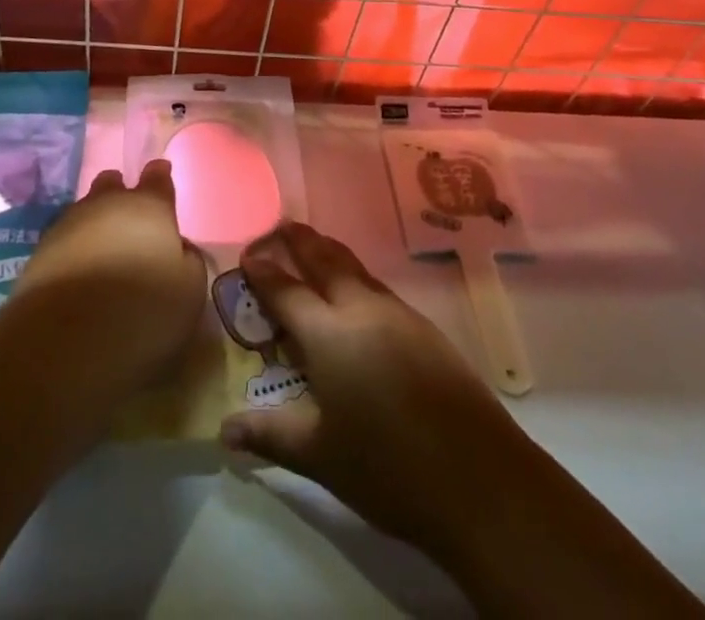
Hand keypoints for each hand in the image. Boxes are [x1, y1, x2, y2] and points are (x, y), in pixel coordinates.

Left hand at [8, 159, 206, 397]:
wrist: (63, 342)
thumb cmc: (141, 310)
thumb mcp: (189, 292)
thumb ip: (188, 261)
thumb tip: (178, 249)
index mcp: (149, 207)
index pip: (158, 177)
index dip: (160, 176)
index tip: (161, 173)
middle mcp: (107, 204)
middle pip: (114, 184)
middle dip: (121, 192)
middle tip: (130, 216)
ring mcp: (68, 224)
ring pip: (86, 210)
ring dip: (95, 223)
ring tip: (104, 248)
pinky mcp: (39, 253)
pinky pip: (64, 240)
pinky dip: (74, 250)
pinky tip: (79, 272)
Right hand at [217, 223, 539, 557]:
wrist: (479, 478)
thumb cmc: (386, 467)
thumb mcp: (319, 455)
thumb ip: (270, 434)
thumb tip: (225, 429)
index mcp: (327, 333)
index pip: (286, 291)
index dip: (264, 272)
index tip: (247, 255)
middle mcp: (360, 309)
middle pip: (324, 260)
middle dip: (300, 241)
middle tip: (281, 226)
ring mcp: (397, 314)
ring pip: (355, 269)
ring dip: (330, 253)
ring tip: (314, 248)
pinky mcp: (424, 328)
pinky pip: (378, 288)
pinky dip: (356, 278)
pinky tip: (357, 297)